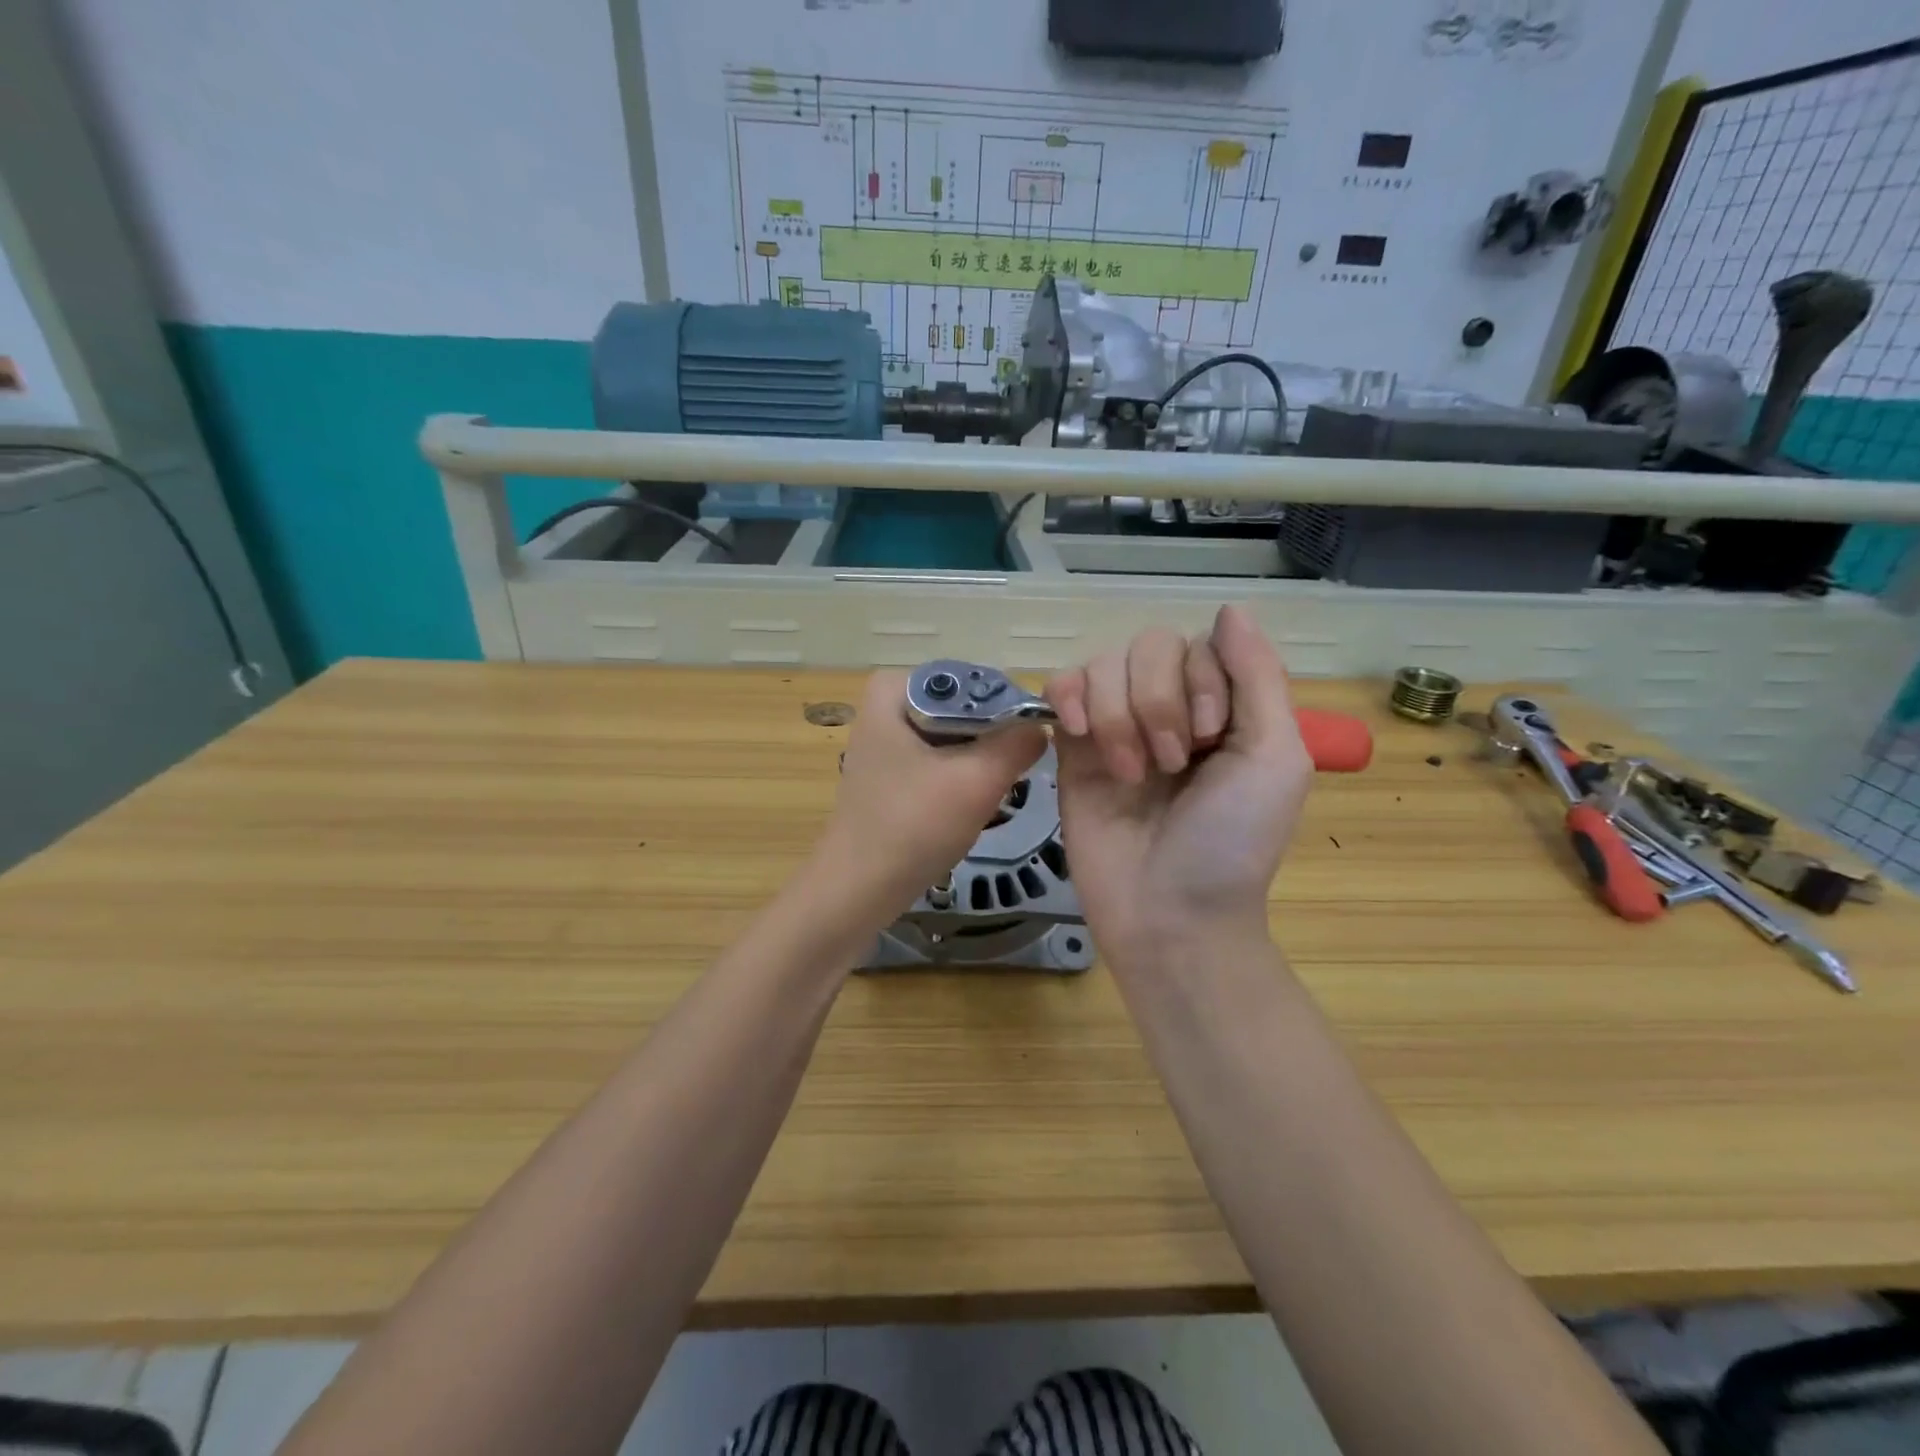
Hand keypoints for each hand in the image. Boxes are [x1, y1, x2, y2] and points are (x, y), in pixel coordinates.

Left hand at [816, 670, 1046, 925]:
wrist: (858, 888)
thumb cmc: (912, 826)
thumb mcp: (976, 780)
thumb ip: (1018, 742)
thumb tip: (1041, 725)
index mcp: (894, 686)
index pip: (975, 681)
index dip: (1009, 711)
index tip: (1026, 749)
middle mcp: (887, 702)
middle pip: (967, 708)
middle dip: (992, 741)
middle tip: (1008, 777)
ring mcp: (887, 737)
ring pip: (958, 736)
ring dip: (980, 763)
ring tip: (987, 794)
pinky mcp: (892, 768)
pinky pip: (942, 758)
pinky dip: (961, 778)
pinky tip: (965, 806)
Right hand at [1046, 606, 1310, 963]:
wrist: (1169, 913)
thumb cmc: (1232, 842)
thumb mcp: (1275, 757)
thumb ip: (1258, 677)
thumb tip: (1230, 608)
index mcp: (1221, 706)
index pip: (1198, 645)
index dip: (1201, 682)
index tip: (1212, 741)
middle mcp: (1167, 707)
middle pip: (1147, 646)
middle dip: (1157, 702)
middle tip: (1171, 766)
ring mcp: (1114, 725)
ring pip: (1102, 664)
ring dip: (1118, 714)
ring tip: (1131, 774)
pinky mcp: (1071, 748)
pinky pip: (1060, 688)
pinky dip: (1069, 698)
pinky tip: (1079, 735)